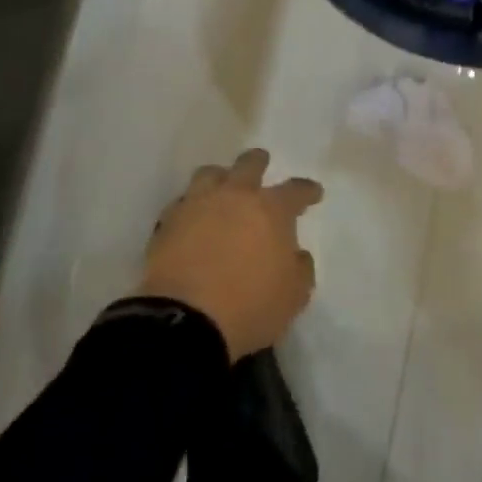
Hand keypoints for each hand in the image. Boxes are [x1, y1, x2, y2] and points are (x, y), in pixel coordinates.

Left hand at [136, 149, 323, 360]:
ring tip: (222, 185)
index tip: (313, 192)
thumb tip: (296, 255)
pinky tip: (192, 218)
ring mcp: (198, 204)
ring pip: (210, 174)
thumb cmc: (249, 306)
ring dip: (220, 177)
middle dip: (258, 162)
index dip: (306, 191)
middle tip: (262, 162)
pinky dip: (191, 206)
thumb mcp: (293, 296)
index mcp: (270, 209)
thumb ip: (300, 269)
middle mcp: (235, 196)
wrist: (185, 320)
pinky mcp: (168, 222)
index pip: (295, 191)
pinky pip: (183, 203)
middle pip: (248, 165)